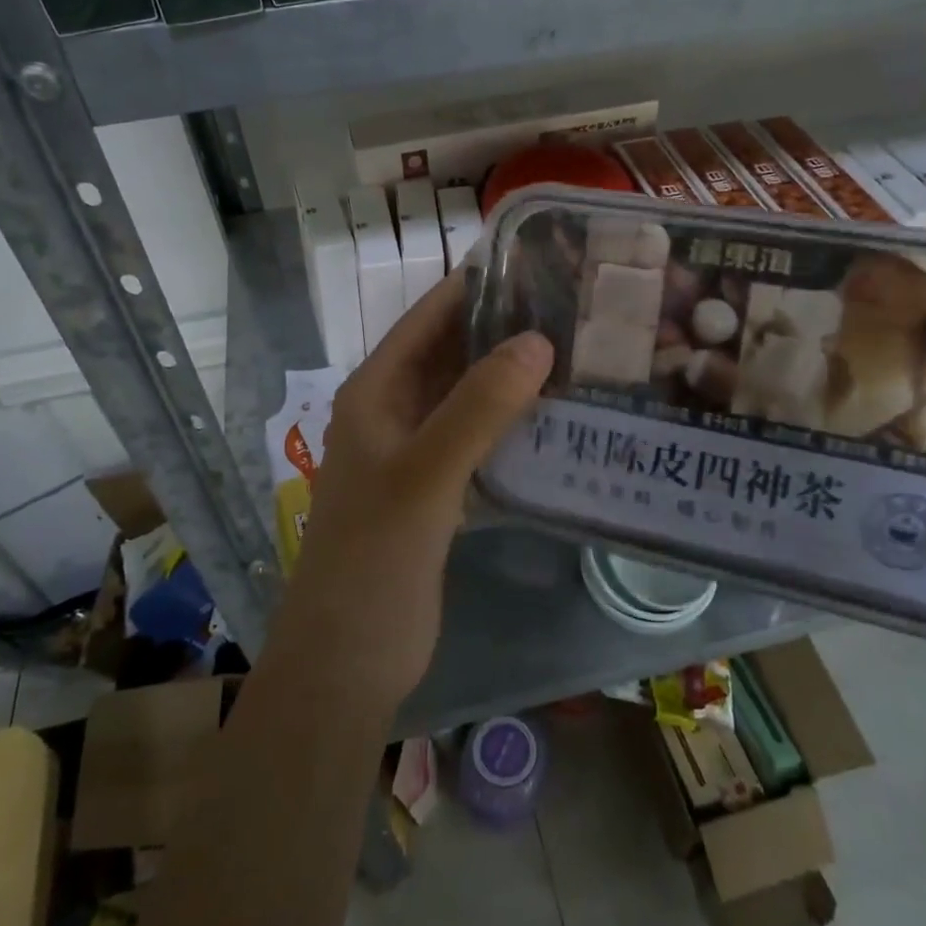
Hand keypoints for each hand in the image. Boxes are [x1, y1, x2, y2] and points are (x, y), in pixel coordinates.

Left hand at [271, 274, 554, 708]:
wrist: (347, 663)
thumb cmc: (373, 561)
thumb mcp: (424, 477)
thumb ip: (477, 408)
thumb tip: (539, 340)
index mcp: (375, 392)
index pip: (429, 318)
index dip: (475, 286)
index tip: (538, 261)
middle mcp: (393, 411)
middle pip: (451, 353)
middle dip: (503, 329)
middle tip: (575, 306)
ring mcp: (415, 452)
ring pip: (467, 397)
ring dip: (511, 378)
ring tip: (579, 351)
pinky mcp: (438, 490)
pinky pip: (478, 439)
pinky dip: (512, 425)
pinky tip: (559, 419)